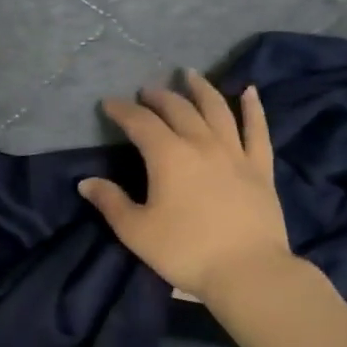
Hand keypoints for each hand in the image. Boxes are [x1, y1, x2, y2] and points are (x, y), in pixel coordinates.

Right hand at [79, 70, 296, 304]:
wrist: (248, 271)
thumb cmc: (185, 251)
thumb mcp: (136, 231)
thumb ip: (111, 203)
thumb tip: (86, 183)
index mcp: (168, 156)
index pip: (140, 123)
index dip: (123, 110)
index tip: (109, 103)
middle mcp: (201, 144)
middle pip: (178, 110)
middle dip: (159, 97)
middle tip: (146, 91)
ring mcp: (235, 153)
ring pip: (217, 110)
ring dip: (201, 89)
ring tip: (190, 75)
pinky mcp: (260, 168)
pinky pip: (257, 130)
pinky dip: (253, 108)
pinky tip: (250, 92)